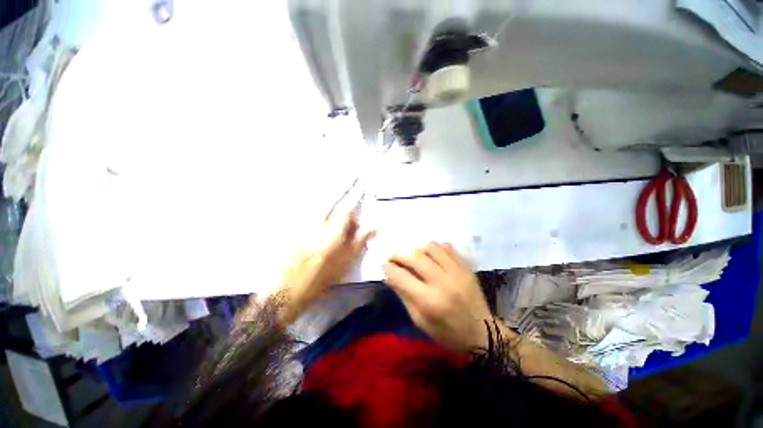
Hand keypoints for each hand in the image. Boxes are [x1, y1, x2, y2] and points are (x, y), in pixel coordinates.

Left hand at [278, 180, 374, 323]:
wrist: (288, 288)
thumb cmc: (322, 277)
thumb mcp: (345, 262)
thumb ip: (359, 240)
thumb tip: (373, 225)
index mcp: (331, 234)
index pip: (346, 209)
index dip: (354, 195)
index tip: (361, 183)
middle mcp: (316, 224)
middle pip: (330, 198)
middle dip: (342, 184)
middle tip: (351, 171)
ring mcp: (302, 223)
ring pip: (317, 199)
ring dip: (329, 187)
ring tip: (338, 178)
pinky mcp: (293, 225)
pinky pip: (306, 206)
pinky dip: (316, 197)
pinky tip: (321, 194)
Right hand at [383, 242, 496, 351]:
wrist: (482, 333)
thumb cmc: (447, 332)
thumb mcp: (420, 320)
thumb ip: (404, 295)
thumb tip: (389, 276)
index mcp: (430, 301)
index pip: (402, 277)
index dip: (389, 268)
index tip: (383, 264)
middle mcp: (443, 282)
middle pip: (415, 258)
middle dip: (399, 254)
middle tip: (393, 256)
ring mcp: (457, 271)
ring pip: (431, 247)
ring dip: (416, 248)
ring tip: (411, 254)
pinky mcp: (466, 267)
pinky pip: (447, 247)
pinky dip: (435, 247)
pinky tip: (430, 255)